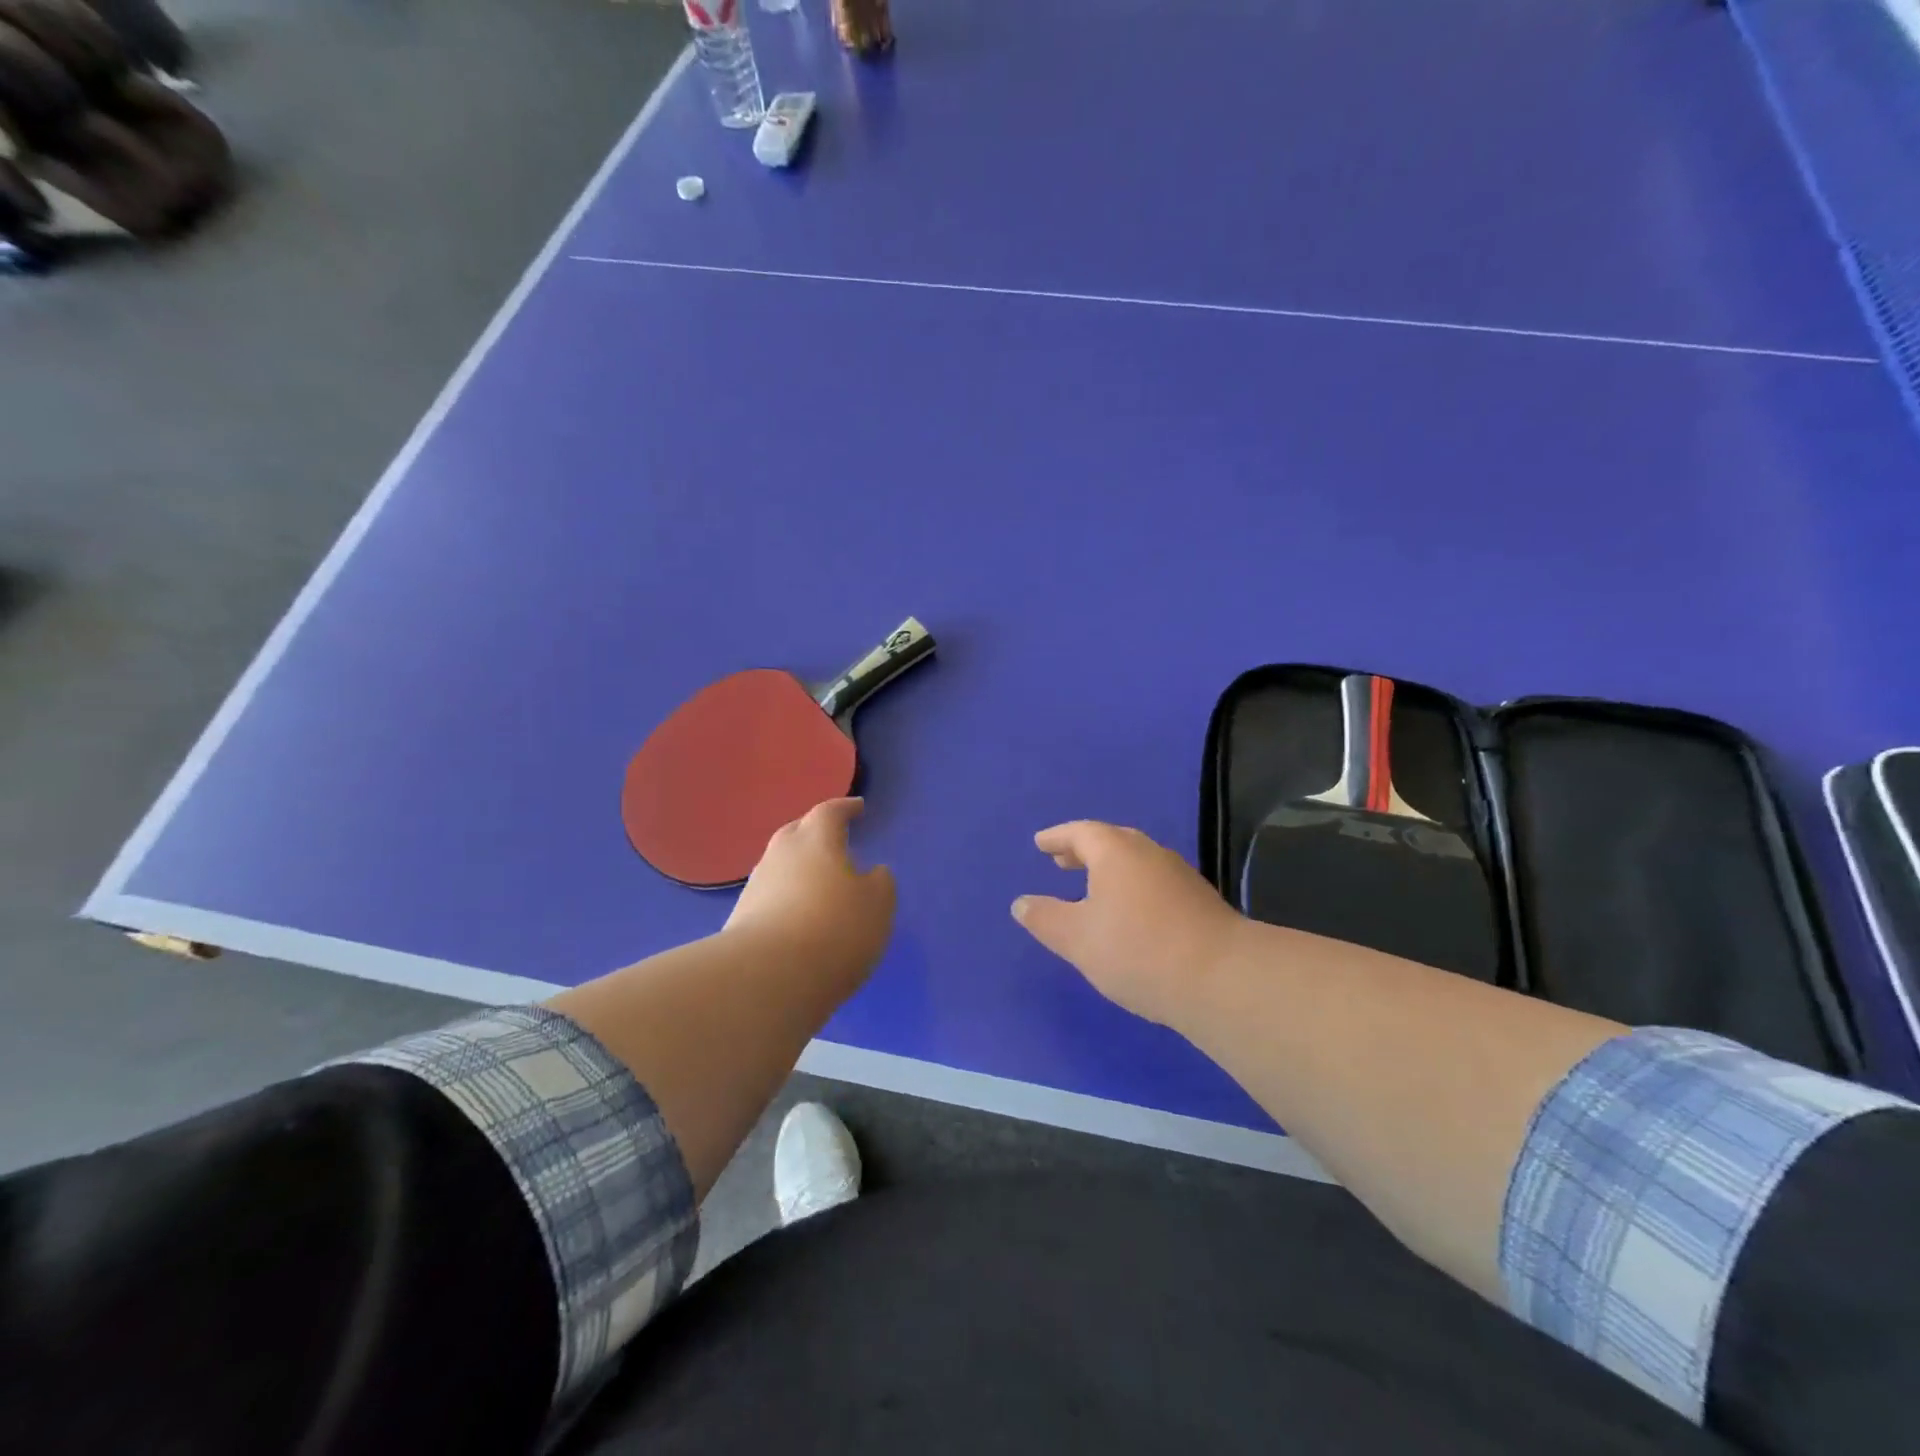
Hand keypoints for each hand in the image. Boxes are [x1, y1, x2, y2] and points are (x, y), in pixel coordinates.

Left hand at [726, 798, 895, 990]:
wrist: (765, 978)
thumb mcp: (877, 905)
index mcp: (816, 841)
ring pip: (780, 866)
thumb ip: (879, 883)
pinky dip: (786, 899)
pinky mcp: (740, 920)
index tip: (858, 807)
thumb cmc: (834, 930)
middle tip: (833, 839)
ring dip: (798, 869)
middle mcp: (780, 855)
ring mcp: (756, 887)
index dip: (845, 808)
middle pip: (796, 832)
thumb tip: (872, 873)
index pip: (829, 812)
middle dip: (814, 832)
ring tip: (818, 883)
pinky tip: (798, 918)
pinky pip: (770, 897)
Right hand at [1013, 821, 1244, 1027]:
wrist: (1221, 978)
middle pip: (1112, 842)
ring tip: (1092, 889)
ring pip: (1136, 863)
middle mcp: (1149, 854)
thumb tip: (1021, 903)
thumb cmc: (1137, 949)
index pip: (1081, 833)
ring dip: (1110, 870)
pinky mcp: (1199, 902)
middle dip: (1084, 851)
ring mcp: (1179, 876)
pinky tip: (1129, 915)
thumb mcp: (1077, 938)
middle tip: (1062, 861)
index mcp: (1116, 852)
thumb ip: (1045, 918)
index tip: (1041, 843)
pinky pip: (1153, 882)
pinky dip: (1132, 888)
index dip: (1058, 838)